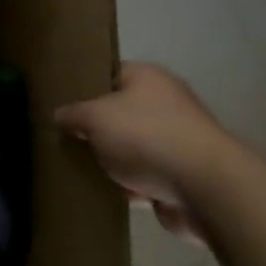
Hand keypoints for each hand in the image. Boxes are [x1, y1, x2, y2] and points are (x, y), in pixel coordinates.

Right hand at [55, 64, 235, 242]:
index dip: (85, 86)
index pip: (109, 73)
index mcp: (147, 78)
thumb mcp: (94, 117)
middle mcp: (165, 103)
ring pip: (130, 147)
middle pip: (118, 112)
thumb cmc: (146, 137)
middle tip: (65, 139)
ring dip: (110, 161)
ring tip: (78, 169)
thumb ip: (72, 114)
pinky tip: (104, 193)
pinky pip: (143, 176)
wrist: (204, 187)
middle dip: (94, 129)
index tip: (61, 102)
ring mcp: (176, 140)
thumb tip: (60, 116)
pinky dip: (128, 186)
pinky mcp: (181, 175)